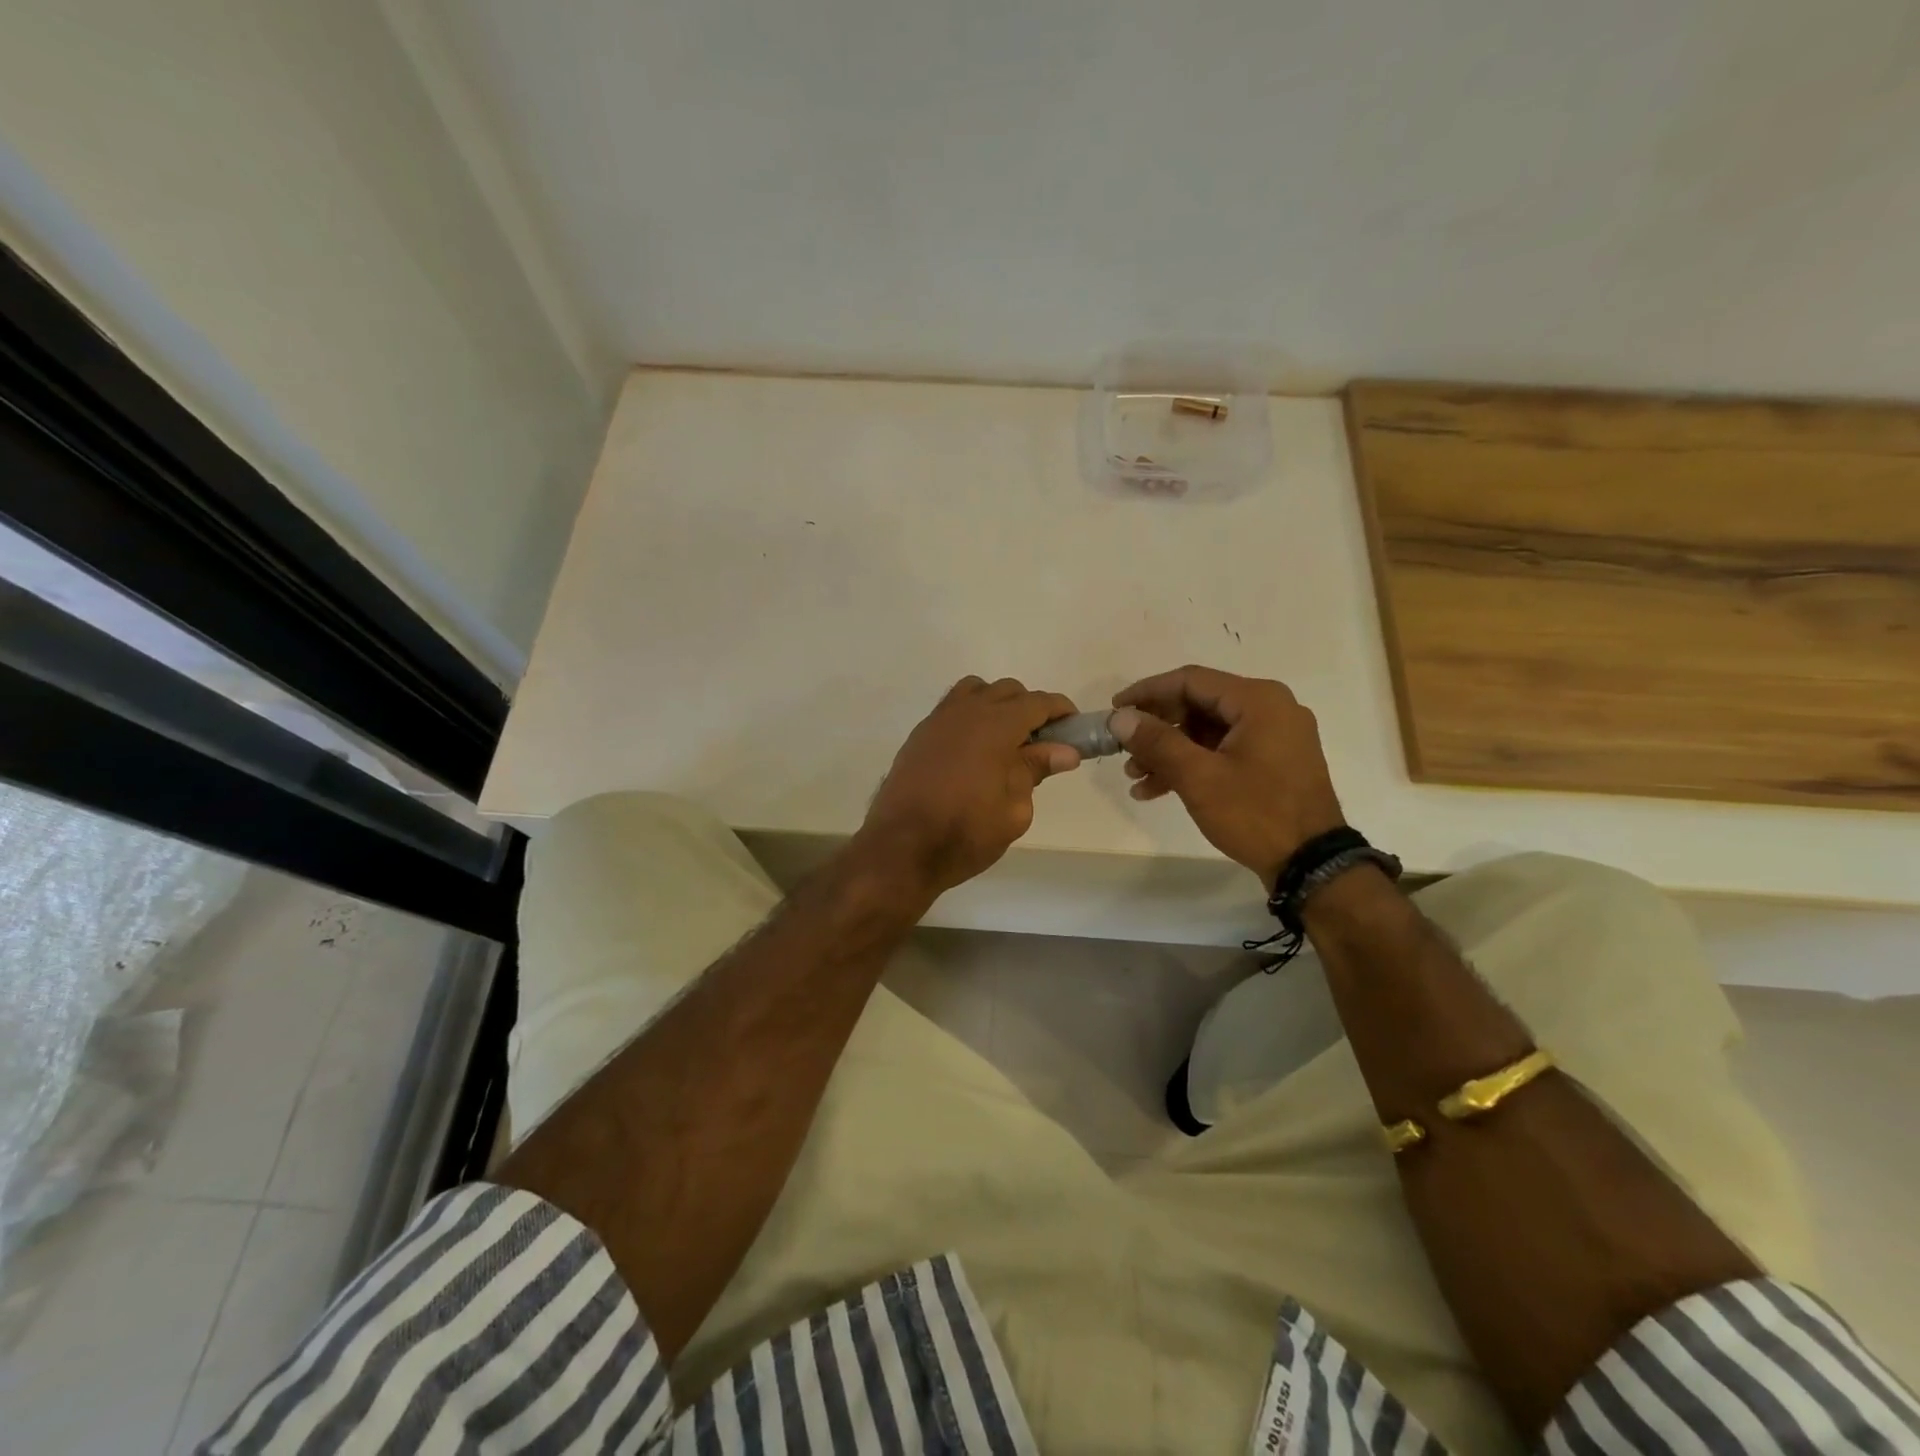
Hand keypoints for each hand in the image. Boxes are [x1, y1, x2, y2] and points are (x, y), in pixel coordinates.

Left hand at [856, 677, 1081, 897]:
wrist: (901, 848)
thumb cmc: (966, 832)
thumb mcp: (1014, 809)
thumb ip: (1036, 770)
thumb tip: (1064, 751)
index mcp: (996, 725)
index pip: (1037, 702)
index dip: (1060, 710)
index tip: (1074, 726)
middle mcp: (966, 711)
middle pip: (1007, 690)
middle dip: (1029, 707)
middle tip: (1042, 740)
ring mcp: (938, 720)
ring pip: (975, 691)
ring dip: (996, 704)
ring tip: (1005, 739)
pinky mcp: (920, 735)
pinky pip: (952, 709)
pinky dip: (971, 716)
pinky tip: (974, 750)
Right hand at [1110, 665, 1344, 886]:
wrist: (1312, 864)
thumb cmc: (1256, 813)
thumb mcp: (1199, 776)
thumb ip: (1156, 741)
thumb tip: (1119, 717)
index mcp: (1258, 700)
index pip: (1190, 680)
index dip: (1147, 692)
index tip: (1114, 710)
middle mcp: (1270, 708)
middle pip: (1198, 704)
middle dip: (1156, 728)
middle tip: (1122, 747)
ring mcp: (1273, 736)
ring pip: (1207, 731)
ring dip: (1169, 751)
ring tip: (1134, 776)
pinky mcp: (1272, 762)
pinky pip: (1222, 750)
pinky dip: (1191, 764)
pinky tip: (1157, 789)